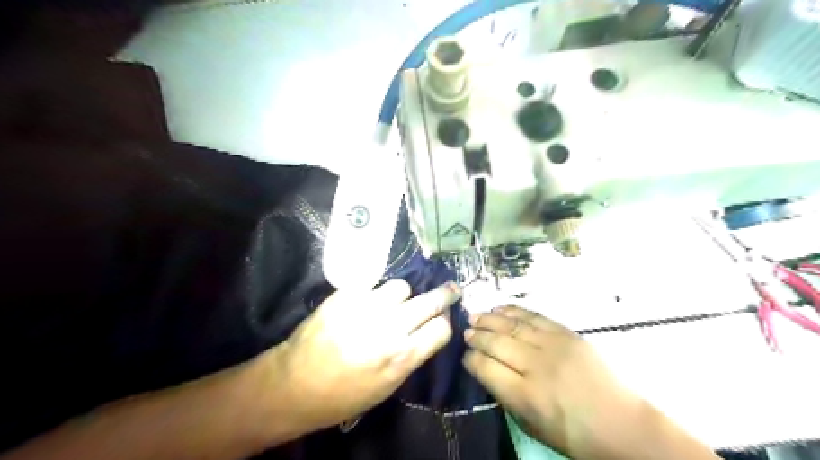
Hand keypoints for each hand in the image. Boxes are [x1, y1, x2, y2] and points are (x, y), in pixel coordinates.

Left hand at [271, 279, 457, 432]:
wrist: (295, 385)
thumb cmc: (344, 395)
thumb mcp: (387, 386)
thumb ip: (412, 355)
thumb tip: (429, 329)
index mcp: (401, 358)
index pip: (441, 329)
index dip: (444, 323)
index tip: (441, 320)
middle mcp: (388, 329)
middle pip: (430, 302)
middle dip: (445, 295)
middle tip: (451, 288)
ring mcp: (365, 308)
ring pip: (401, 287)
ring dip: (401, 295)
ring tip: (391, 303)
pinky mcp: (344, 296)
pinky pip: (371, 283)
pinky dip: (373, 291)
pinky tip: (367, 300)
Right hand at [461, 305, 638, 455]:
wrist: (623, 425)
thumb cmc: (574, 435)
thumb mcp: (532, 425)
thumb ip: (507, 397)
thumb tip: (487, 371)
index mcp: (525, 396)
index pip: (485, 368)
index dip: (470, 360)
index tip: (465, 356)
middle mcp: (536, 366)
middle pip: (496, 343)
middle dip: (476, 336)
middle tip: (466, 332)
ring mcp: (553, 346)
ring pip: (513, 325)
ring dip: (490, 319)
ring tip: (475, 315)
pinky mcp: (567, 334)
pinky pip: (535, 316)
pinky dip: (514, 311)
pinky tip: (501, 308)